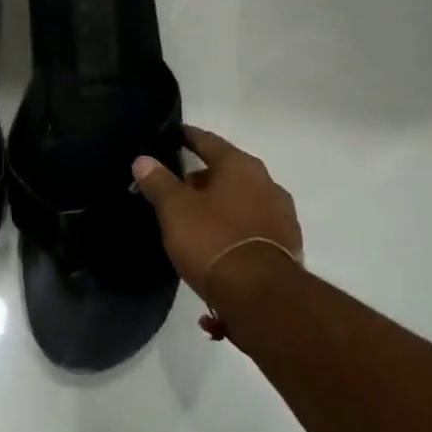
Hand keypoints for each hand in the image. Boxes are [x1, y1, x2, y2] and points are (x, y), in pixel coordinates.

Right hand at [132, 127, 301, 314]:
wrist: (260, 296)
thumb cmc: (212, 239)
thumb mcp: (175, 209)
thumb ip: (159, 182)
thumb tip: (144, 160)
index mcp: (241, 166)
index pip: (209, 142)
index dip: (189, 137)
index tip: (175, 135)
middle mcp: (267, 183)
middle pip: (228, 172)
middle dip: (203, 178)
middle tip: (177, 188)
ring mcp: (282, 216)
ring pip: (242, 201)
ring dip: (221, 206)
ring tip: (196, 220)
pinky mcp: (287, 246)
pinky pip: (252, 228)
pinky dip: (234, 229)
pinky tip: (217, 245)